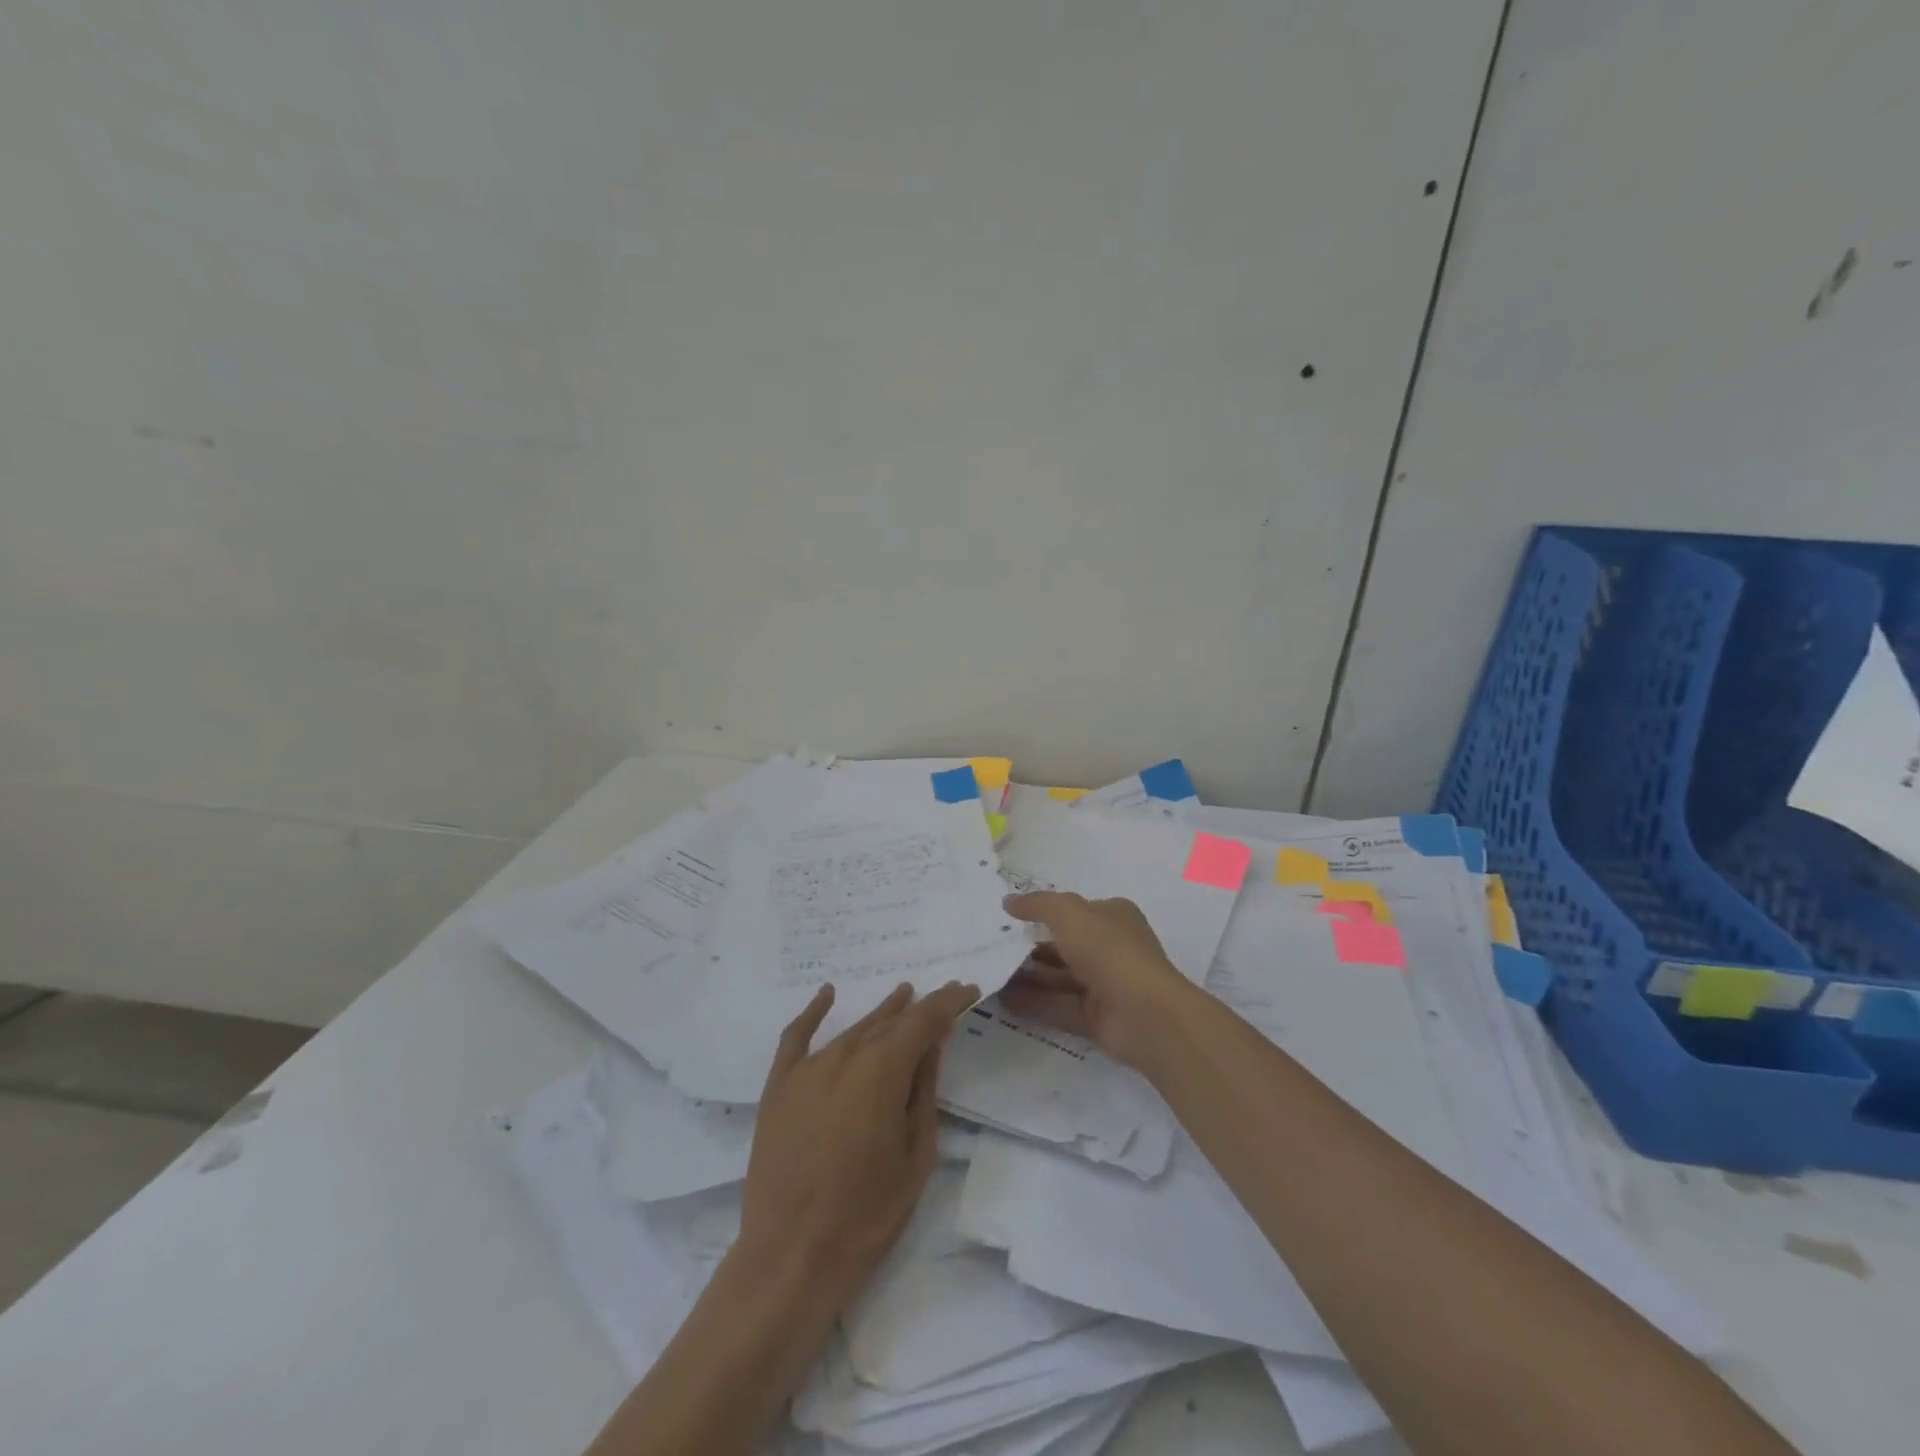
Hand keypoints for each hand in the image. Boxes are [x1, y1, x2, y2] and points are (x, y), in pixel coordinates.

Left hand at [734, 980, 978, 1302]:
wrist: (790, 1257)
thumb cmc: (866, 1214)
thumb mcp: (915, 1154)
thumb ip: (924, 1091)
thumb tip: (932, 1044)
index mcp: (882, 1071)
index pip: (923, 1020)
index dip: (948, 1001)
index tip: (968, 989)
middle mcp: (843, 1057)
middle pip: (887, 1021)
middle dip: (919, 1008)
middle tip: (943, 997)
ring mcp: (806, 1070)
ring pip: (851, 1030)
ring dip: (880, 1013)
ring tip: (902, 995)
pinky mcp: (778, 1087)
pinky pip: (796, 1038)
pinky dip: (813, 1012)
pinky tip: (827, 994)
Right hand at [999, 891, 1193, 1069]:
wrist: (1146, 1014)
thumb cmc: (1109, 951)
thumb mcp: (1070, 913)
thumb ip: (1038, 905)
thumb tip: (1008, 902)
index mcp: (1112, 917)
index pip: (1073, 911)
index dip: (1041, 912)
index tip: (1006, 919)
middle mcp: (1109, 948)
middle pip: (1062, 946)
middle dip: (1027, 948)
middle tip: (990, 949)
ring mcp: (1103, 985)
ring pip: (1057, 978)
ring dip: (1025, 977)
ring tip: (988, 975)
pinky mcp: (1094, 1018)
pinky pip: (1057, 1006)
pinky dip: (1031, 1003)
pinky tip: (1001, 1001)